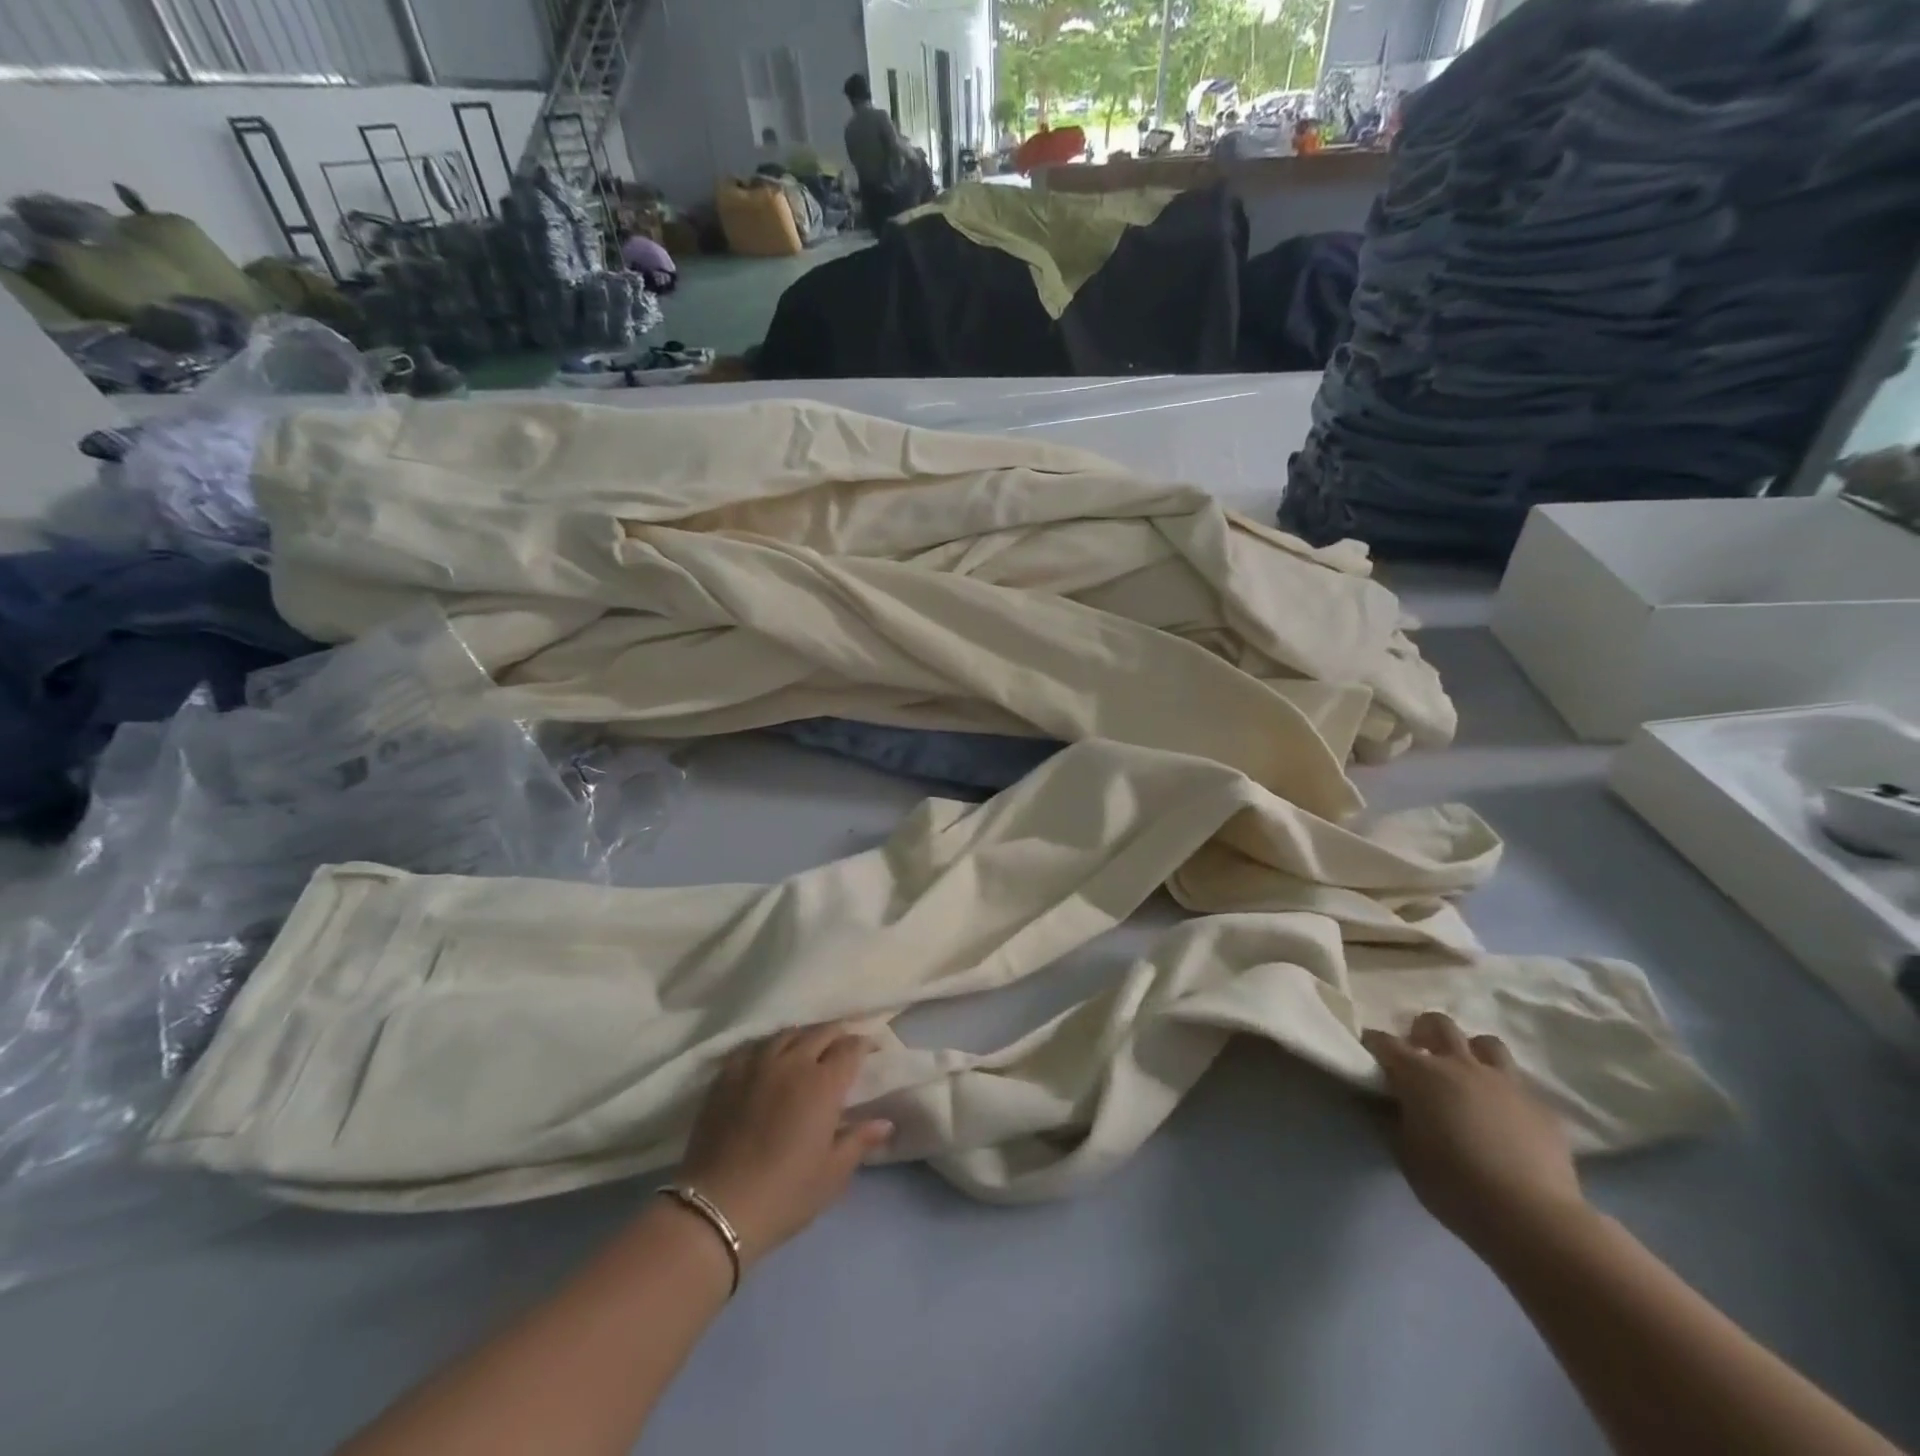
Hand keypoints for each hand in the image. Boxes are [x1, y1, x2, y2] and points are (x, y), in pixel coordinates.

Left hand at [676, 1025, 893, 1267]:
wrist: (717, 1207)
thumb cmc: (784, 1194)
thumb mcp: (831, 1175)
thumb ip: (858, 1141)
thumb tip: (884, 1122)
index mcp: (823, 1084)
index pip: (851, 1048)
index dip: (865, 1044)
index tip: (872, 1049)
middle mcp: (793, 1062)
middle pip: (821, 1032)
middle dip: (838, 1035)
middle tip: (844, 1046)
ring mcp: (757, 1064)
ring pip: (788, 1034)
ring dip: (805, 1036)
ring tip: (809, 1047)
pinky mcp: (728, 1074)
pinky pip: (754, 1046)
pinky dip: (770, 1047)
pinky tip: (771, 1058)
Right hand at [1363, 1012, 1587, 1255]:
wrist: (1532, 1217)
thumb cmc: (1454, 1185)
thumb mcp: (1405, 1154)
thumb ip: (1394, 1118)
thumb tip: (1390, 1102)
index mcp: (1420, 1074)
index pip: (1384, 1042)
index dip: (1373, 1044)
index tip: (1369, 1054)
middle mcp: (1461, 1065)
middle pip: (1438, 1024)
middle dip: (1423, 1032)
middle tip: (1419, 1054)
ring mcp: (1506, 1082)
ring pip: (1486, 1043)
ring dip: (1471, 1052)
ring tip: (1466, 1076)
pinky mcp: (1541, 1106)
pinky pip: (1518, 1083)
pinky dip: (1504, 1090)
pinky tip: (1503, 1115)